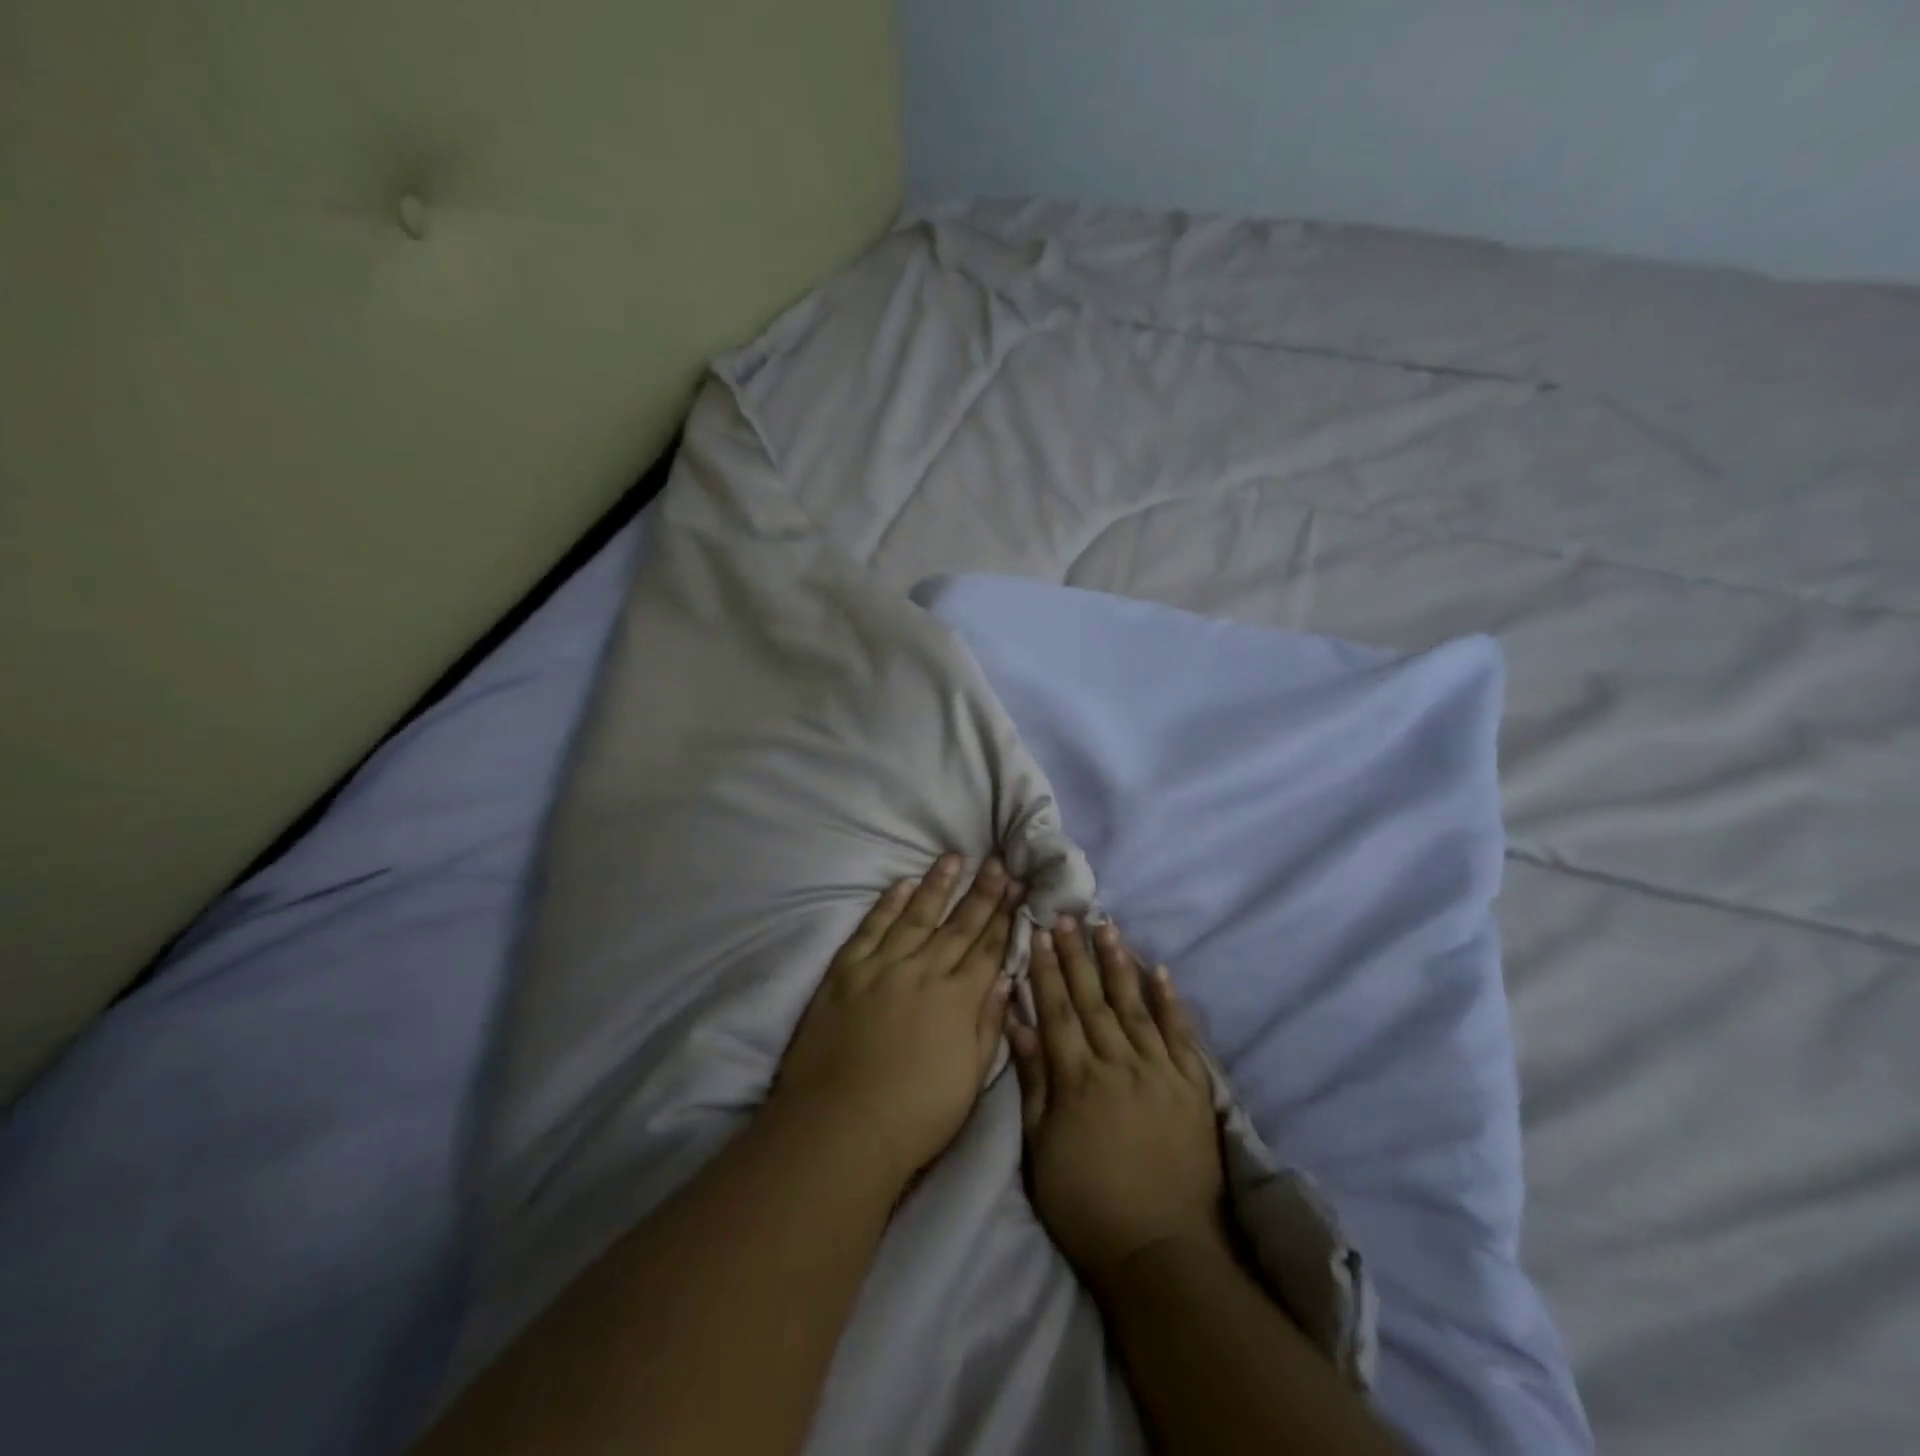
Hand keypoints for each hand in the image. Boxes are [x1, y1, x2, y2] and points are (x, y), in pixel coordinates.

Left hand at [772, 855, 1019, 1187]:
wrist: (840, 1127)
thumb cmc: (915, 1116)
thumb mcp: (969, 1080)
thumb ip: (988, 1026)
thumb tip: (1006, 982)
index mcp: (958, 1000)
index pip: (988, 948)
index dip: (1005, 917)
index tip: (1018, 888)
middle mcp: (925, 972)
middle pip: (959, 925)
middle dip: (982, 891)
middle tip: (998, 861)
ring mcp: (882, 967)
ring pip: (916, 915)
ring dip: (937, 885)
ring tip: (954, 857)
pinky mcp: (846, 970)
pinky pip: (871, 927)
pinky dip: (887, 903)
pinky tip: (902, 883)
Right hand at [1009, 918, 1226, 1286]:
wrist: (1162, 1253)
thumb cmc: (1087, 1207)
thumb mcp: (1041, 1151)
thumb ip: (1033, 1084)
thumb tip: (1018, 1026)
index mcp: (1077, 1080)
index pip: (1057, 1011)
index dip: (1045, 970)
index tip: (1036, 933)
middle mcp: (1118, 1064)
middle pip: (1092, 999)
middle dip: (1076, 954)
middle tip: (1067, 915)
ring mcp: (1159, 1072)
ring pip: (1134, 1005)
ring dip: (1118, 963)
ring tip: (1106, 926)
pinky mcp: (1191, 1087)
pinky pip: (1180, 1034)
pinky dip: (1170, 1001)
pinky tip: (1159, 970)